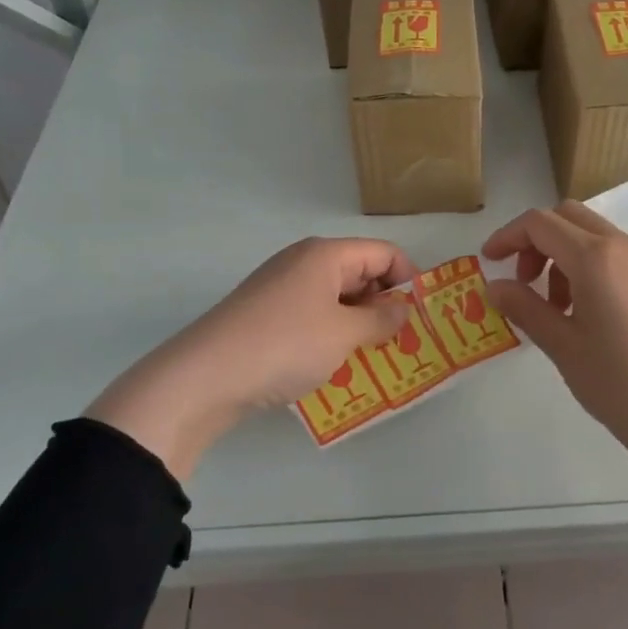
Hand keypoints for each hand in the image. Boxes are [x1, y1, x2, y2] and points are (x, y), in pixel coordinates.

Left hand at [88, 237, 416, 479]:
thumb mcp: (344, 333)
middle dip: (385, 303)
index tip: (423, 315)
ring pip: (336, 296)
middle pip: (360, 271)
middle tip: (403, 341)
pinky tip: (335, 363)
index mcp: (326, 254)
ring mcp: (281, 287)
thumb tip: (404, 309)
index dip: (409, 278)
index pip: (384, 252)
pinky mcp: (265, 314)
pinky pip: (312, 314)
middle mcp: (304, 261)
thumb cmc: (285, 344)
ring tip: (375, 356)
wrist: (204, 376)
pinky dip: (331, 333)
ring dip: (359, 322)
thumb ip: (381, 319)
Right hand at [483, 202, 627, 531]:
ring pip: (595, 236)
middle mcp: (625, 247)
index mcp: (596, 258)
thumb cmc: (620, 385)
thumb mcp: (563, 347)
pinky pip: (618, 256)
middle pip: (569, 217)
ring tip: (557, 309)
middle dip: (537, 241)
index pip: (540, 224)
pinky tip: (589, 315)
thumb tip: (495, 286)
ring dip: (565, 256)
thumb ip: (525, 308)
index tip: (489, 262)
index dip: (508, 236)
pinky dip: (592, 267)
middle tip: (524, 282)